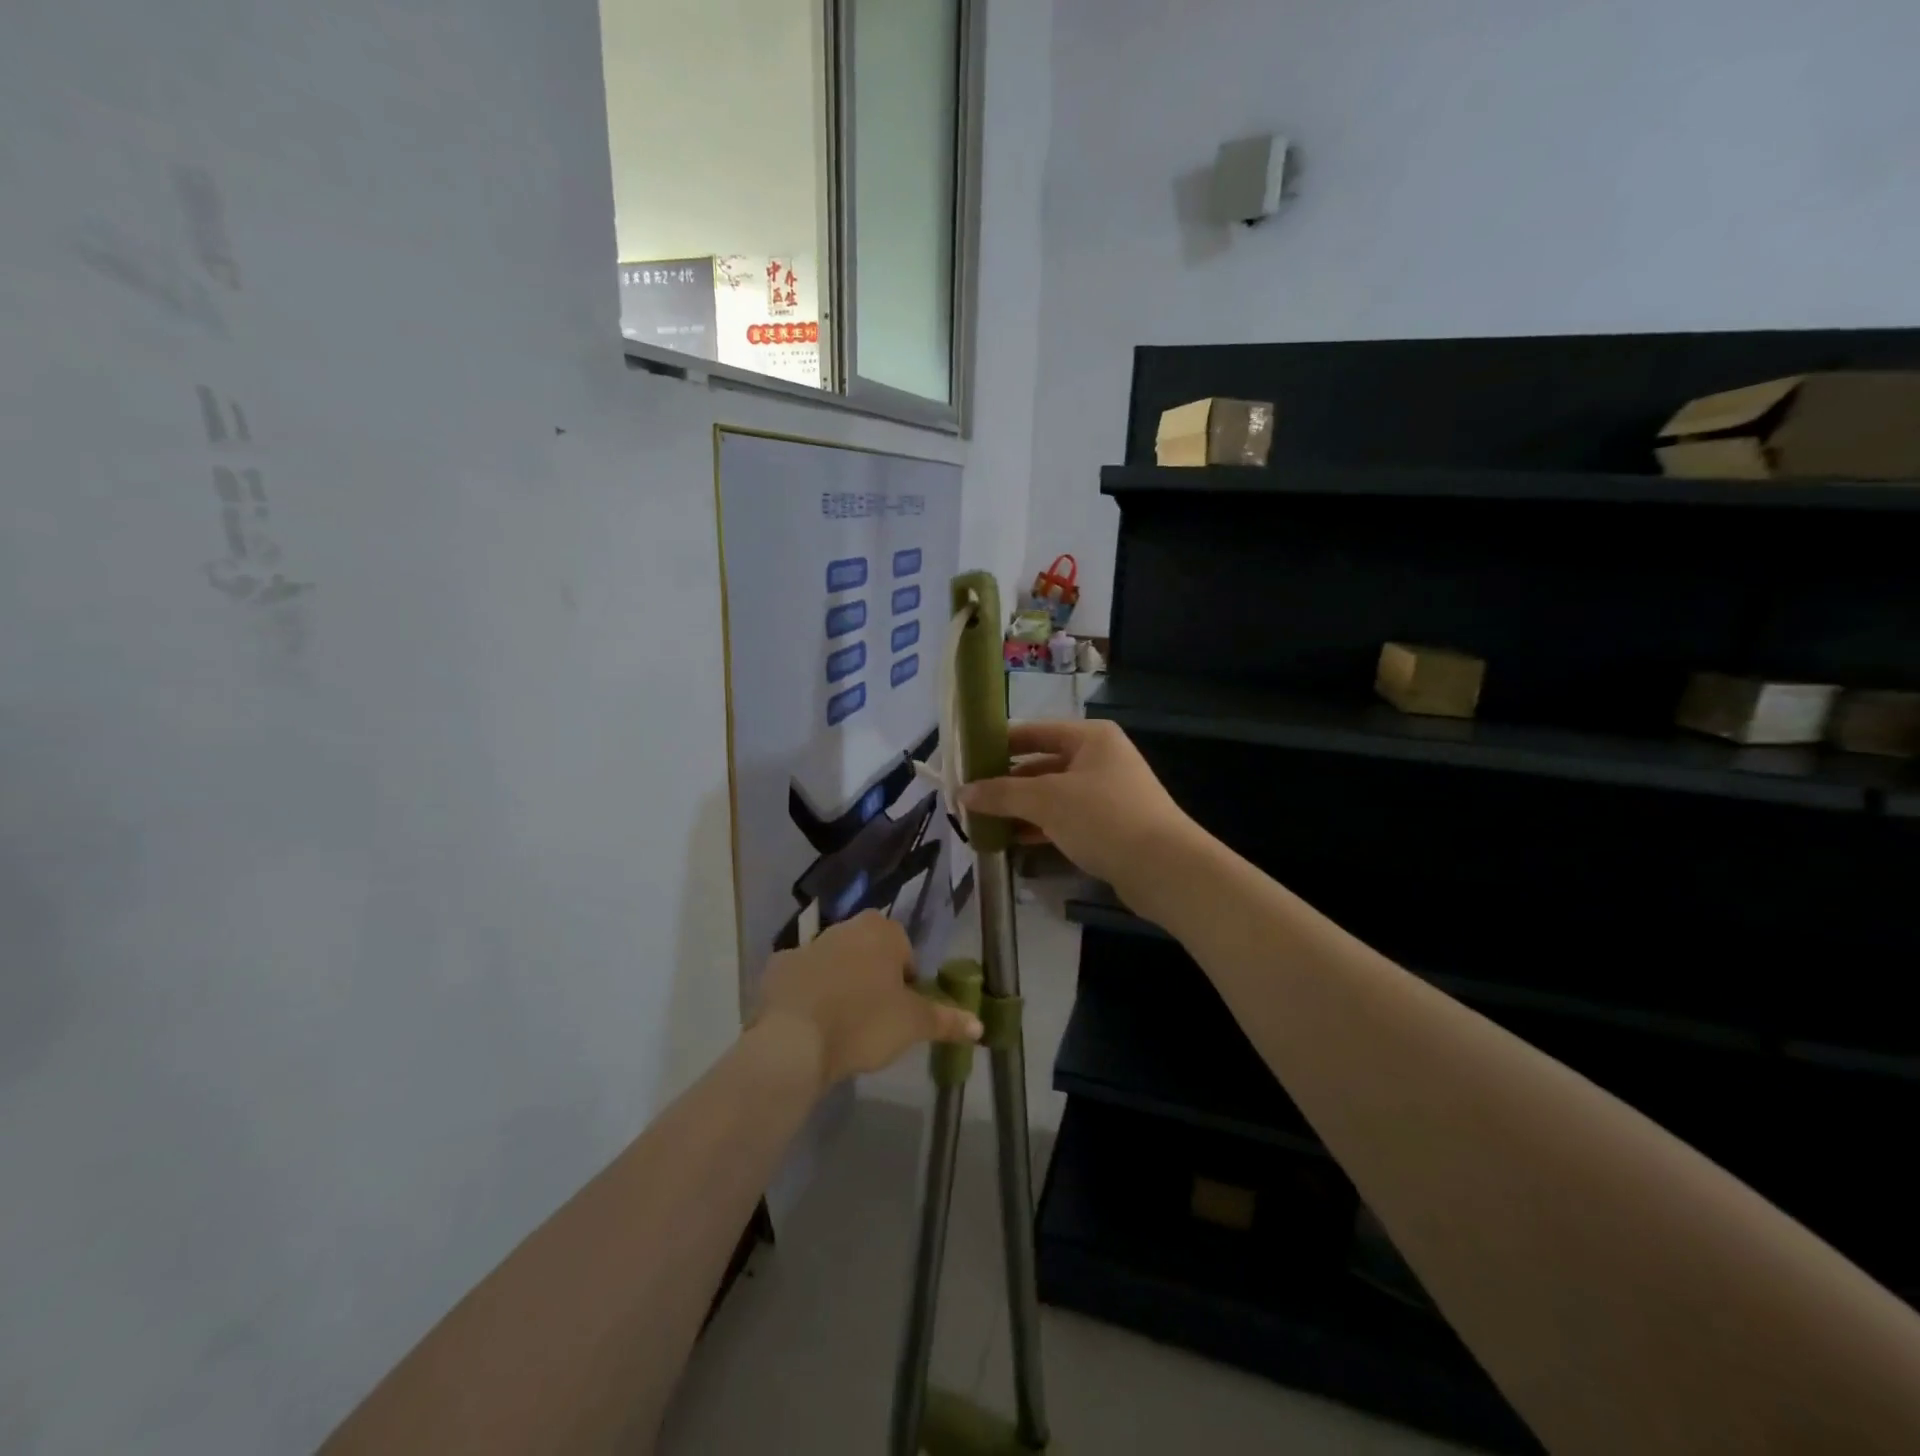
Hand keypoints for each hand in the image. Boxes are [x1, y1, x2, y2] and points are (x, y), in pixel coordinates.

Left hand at [754, 911, 982, 1088]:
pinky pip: (801, 979)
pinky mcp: (776, 969)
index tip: (902, 1009)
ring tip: (842, 1025)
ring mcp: (806, 946)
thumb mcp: (913, 1025)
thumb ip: (947, 1020)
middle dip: (873, 978)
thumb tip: (980, 1025)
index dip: (906, 980)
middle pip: (868, 951)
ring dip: (840, 984)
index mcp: (881, 931)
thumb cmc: (864, 1023)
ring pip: (834, 963)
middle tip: (876, 1018)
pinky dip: (806, 995)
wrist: (794, 1042)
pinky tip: (808, 1024)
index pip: (904, 949)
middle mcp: (844, 928)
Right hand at [961, 720, 1206, 906]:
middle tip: (969, 797)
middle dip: (1006, 783)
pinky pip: (1064, 819)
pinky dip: (1038, 827)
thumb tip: (962, 793)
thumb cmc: (1104, 818)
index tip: (966, 760)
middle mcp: (1099, 759)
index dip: (999, 745)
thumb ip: (1002, 794)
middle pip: (1041, 764)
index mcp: (1090, 738)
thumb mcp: (1047, 800)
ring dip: (1019, 808)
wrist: (1164, 868)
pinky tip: (1011, 841)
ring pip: (1051, 795)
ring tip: (982, 821)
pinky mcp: (1108, 825)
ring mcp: (1106, 793)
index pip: (1033, 732)